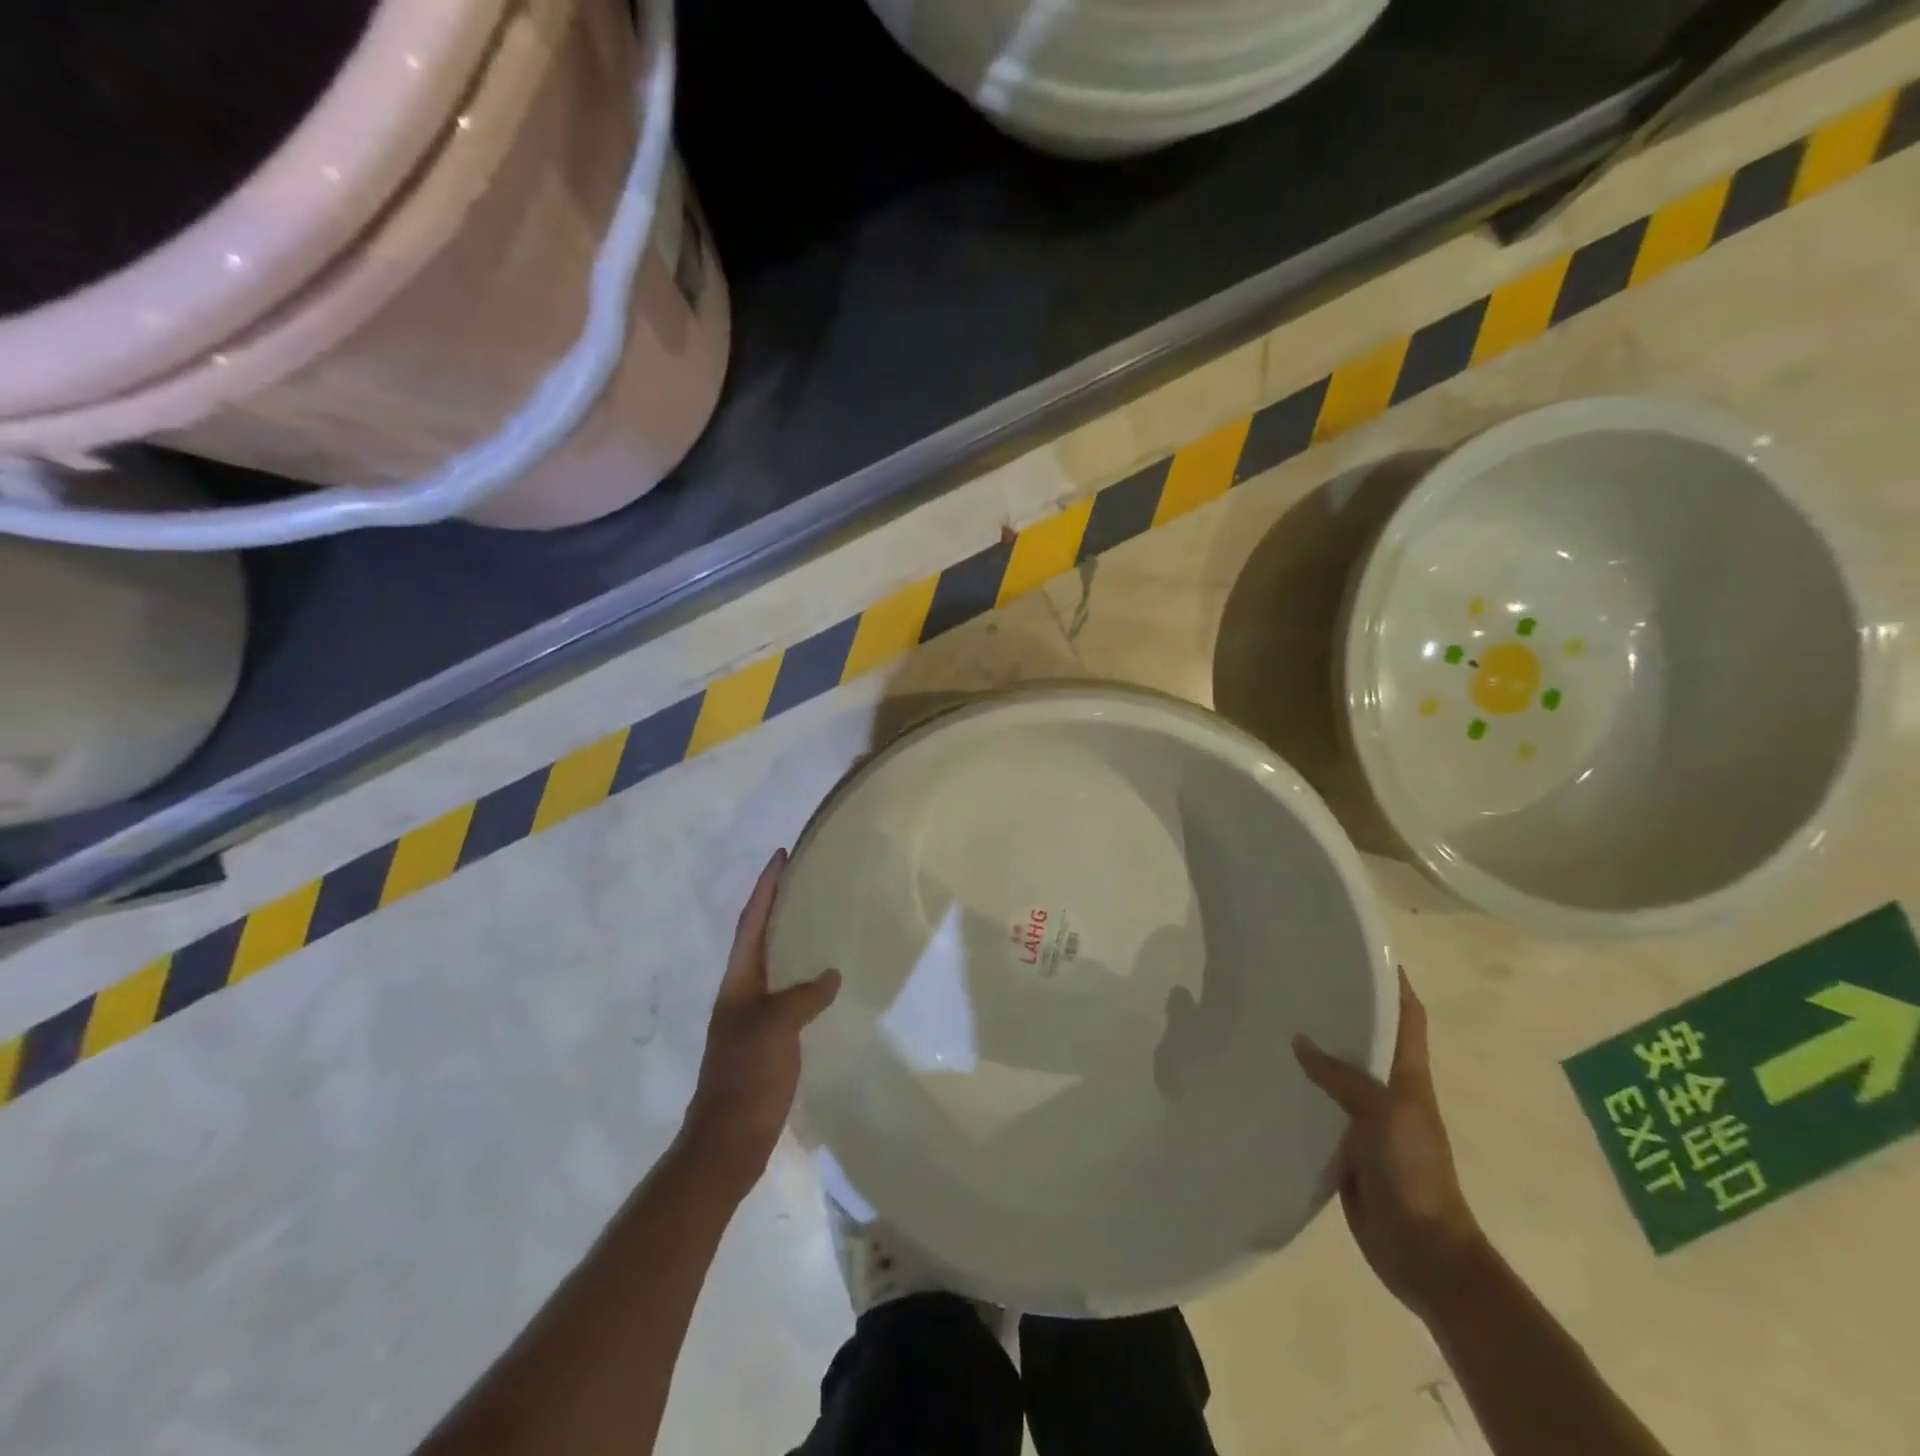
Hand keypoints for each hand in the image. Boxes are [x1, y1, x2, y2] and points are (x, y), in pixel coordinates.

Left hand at [681, 850, 839, 1191]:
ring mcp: (752, 1019)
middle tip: (805, 880)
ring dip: (791, 939)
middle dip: (778, 905)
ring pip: (775, 966)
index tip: (781, 855)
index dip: (766, 888)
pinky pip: (789, 996)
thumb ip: (804, 996)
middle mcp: (742, 993)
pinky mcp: (768, 1042)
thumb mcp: (776, 1027)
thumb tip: (830, 976)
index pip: (752, 923)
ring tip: (820, 920)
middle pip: (760, 938)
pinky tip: (827, 984)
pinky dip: (805, 979)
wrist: (728, 1142)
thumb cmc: (747, 1076)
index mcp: (738, 983)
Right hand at [1293, 970, 1483, 1319]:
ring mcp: (1365, 1119)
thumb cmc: (1414, 1172)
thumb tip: (1299, 1040)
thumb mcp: (1385, 1113)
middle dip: (1340, 1008)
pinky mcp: (1343, 1145)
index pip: (1406, 1016)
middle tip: (1296, 978)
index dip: (1393, 982)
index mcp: (1408, 1076)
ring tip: (1272, 1017)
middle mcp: (1387, 1090)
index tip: (1361, 950)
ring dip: (1315, 1048)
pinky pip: (1318, 1106)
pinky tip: (1269, 1075)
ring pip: (1337, 1071)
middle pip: (1366, 1038)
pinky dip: (1299, 1088)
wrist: (1422, 1251)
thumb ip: (1342, 1076)